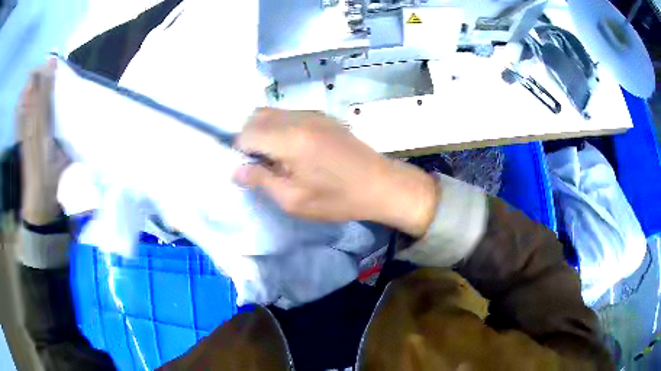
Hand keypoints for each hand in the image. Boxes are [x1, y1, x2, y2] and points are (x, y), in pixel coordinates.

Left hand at [17, 60, 70, 224]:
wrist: (38, 209)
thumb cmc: (53, 189)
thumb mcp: (64, 169)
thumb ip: (67, 149)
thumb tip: (74, 134)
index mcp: (45, 142)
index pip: (45, 108)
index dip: (48, 86)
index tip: (52, 65)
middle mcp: (33, 140)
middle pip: (34, 107)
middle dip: (38, 85)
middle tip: (41, 64)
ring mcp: (25, 145)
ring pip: (26, 115)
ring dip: (27, 95)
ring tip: (30, 76)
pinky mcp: (21, 151)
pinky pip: (19, 130)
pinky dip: (18, 115)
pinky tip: (18, 103)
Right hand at [233, 108, 437, 235]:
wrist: (381, 184)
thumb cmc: (337, 199)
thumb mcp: (295, 200)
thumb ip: (261, 181)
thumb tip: (235, 170)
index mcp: (289, 139)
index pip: (246, 133)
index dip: (240, 151)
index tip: (250, 169)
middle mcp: (298, 118)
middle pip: (257, 116)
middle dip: (249, 137)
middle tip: (260, 164)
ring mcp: (313, 113)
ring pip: (273, 112)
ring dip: (265, 130)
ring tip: (277, 157)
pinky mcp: (323, 116)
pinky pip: (290, 114)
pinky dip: (281, 127)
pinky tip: (294, 148)